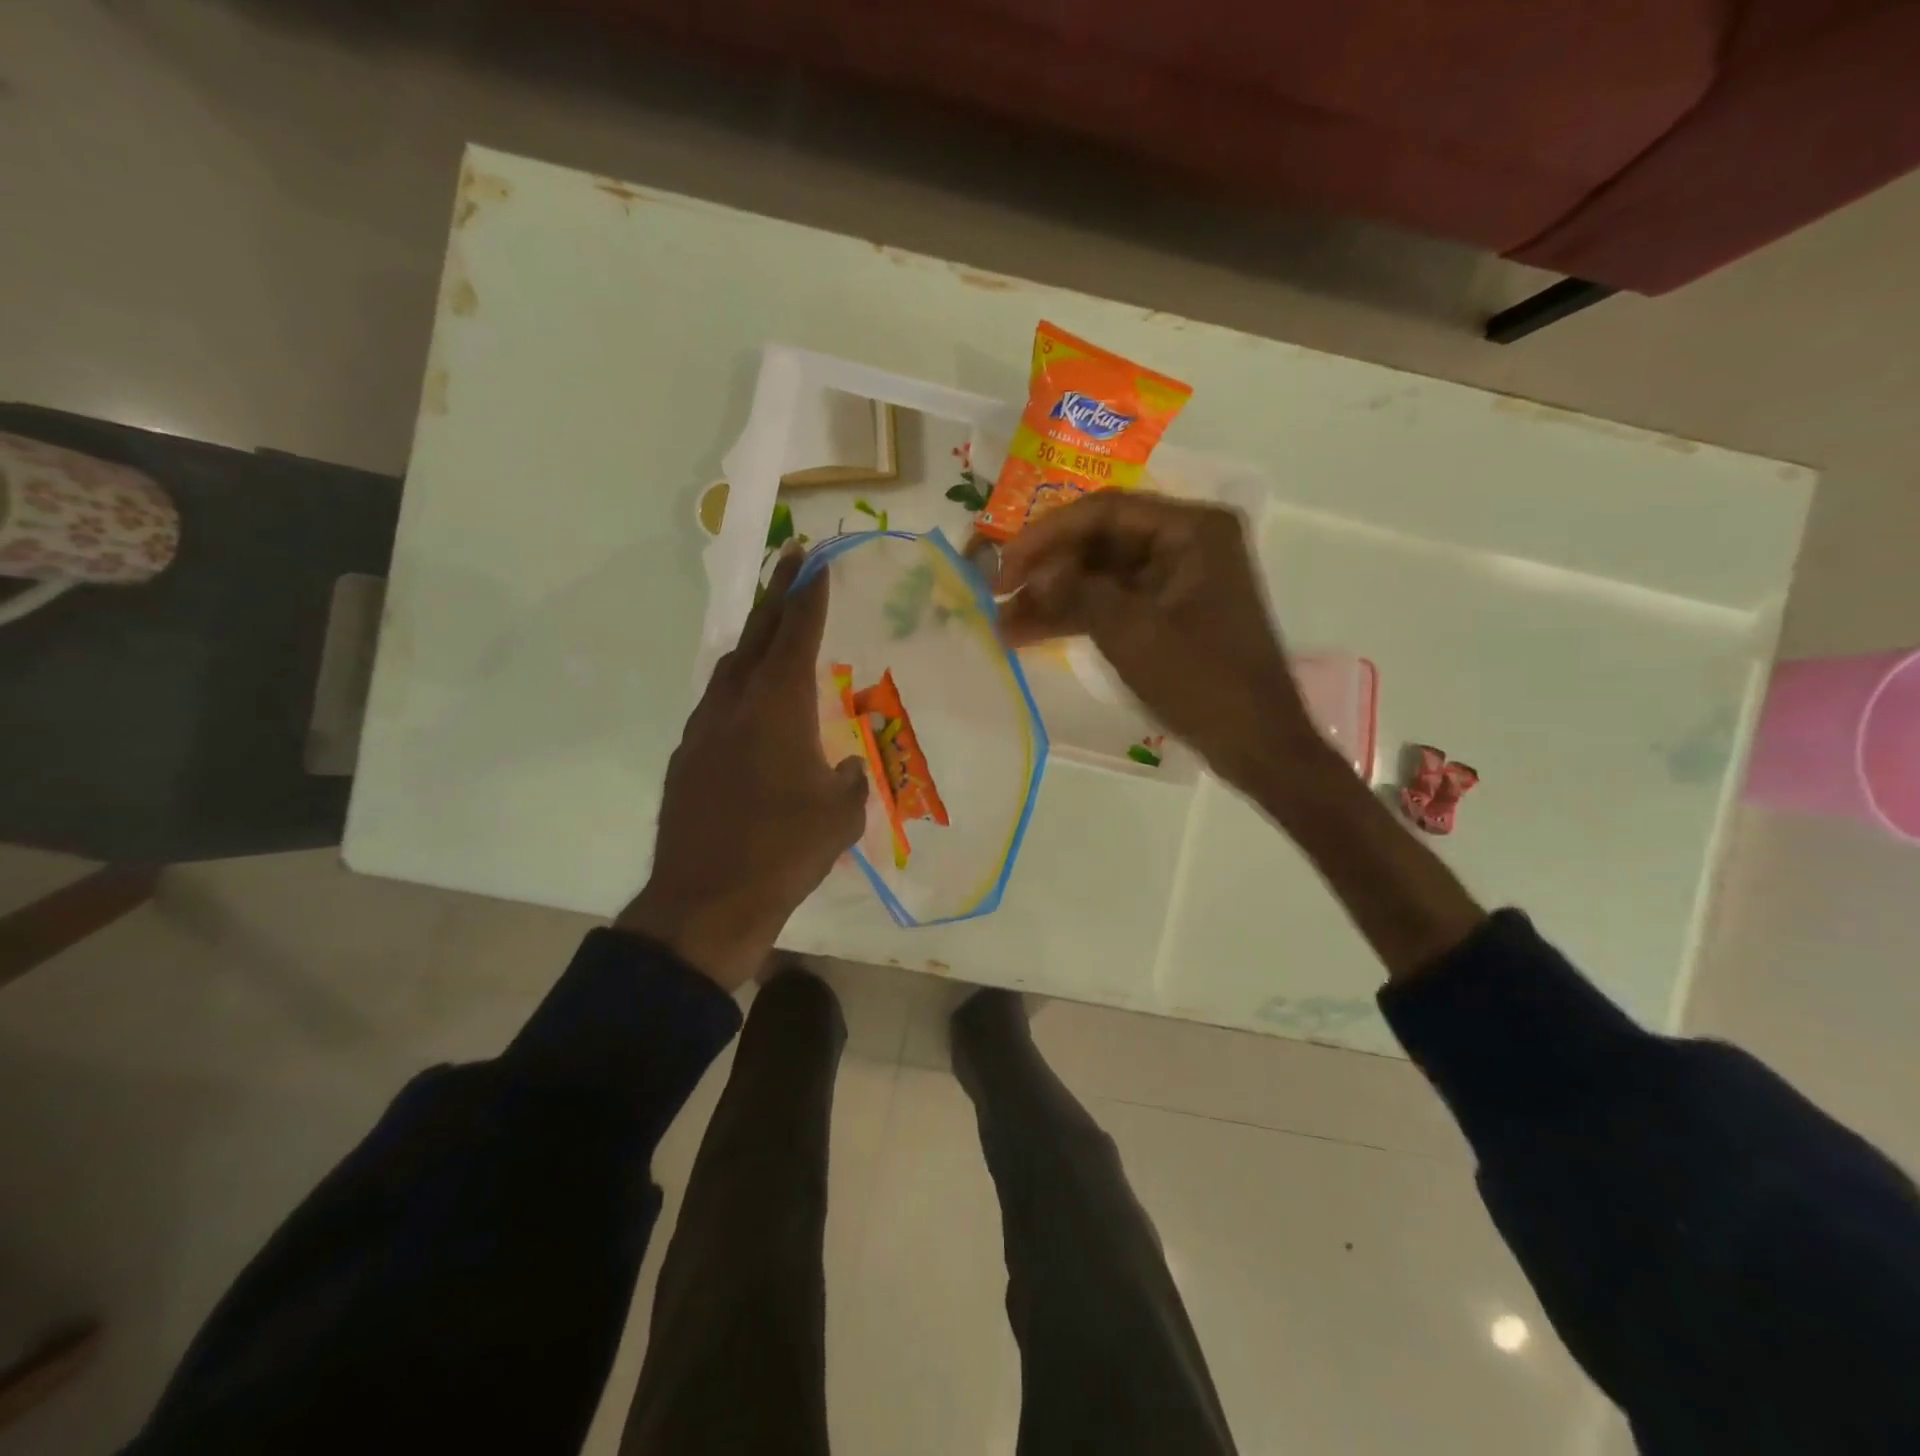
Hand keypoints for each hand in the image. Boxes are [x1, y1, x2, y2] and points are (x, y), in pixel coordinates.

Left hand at [616, 547, 867, 991]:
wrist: (706, 901)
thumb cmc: (785, 851)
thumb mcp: (841, 815)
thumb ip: (848, 780)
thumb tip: (842, 768)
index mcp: (779, 707)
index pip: (797, 633)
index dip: (808, 594)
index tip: (813, 559)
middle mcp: (737, 704)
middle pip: (757, 634)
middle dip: (777, 593)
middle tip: (791, 559)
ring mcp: (703, 729)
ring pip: (730, 668)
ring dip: (753, 641)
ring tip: (772, 631)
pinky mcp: (686, 758)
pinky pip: (715, 705)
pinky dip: (737, 688)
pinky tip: (749, 709)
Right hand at [996, 492, 1326, 794]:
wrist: (1255, 744)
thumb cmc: (1202, 681)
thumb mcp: (1132, 632)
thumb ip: (1077, 592)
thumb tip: (1033, 573)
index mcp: (1192, 530)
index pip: (1104, 512)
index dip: (1047, 536)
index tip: (1004, 566)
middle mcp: (1187, 543)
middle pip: (1100, 543)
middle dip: (1047, 571)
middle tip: (996, 595)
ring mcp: (1178, 580)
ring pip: (1101, 577)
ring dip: (1054, 599)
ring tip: (1003, 626)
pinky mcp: (1169, 614)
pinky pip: (1114, 604)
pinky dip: (1077, 618)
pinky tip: (1031, 635)